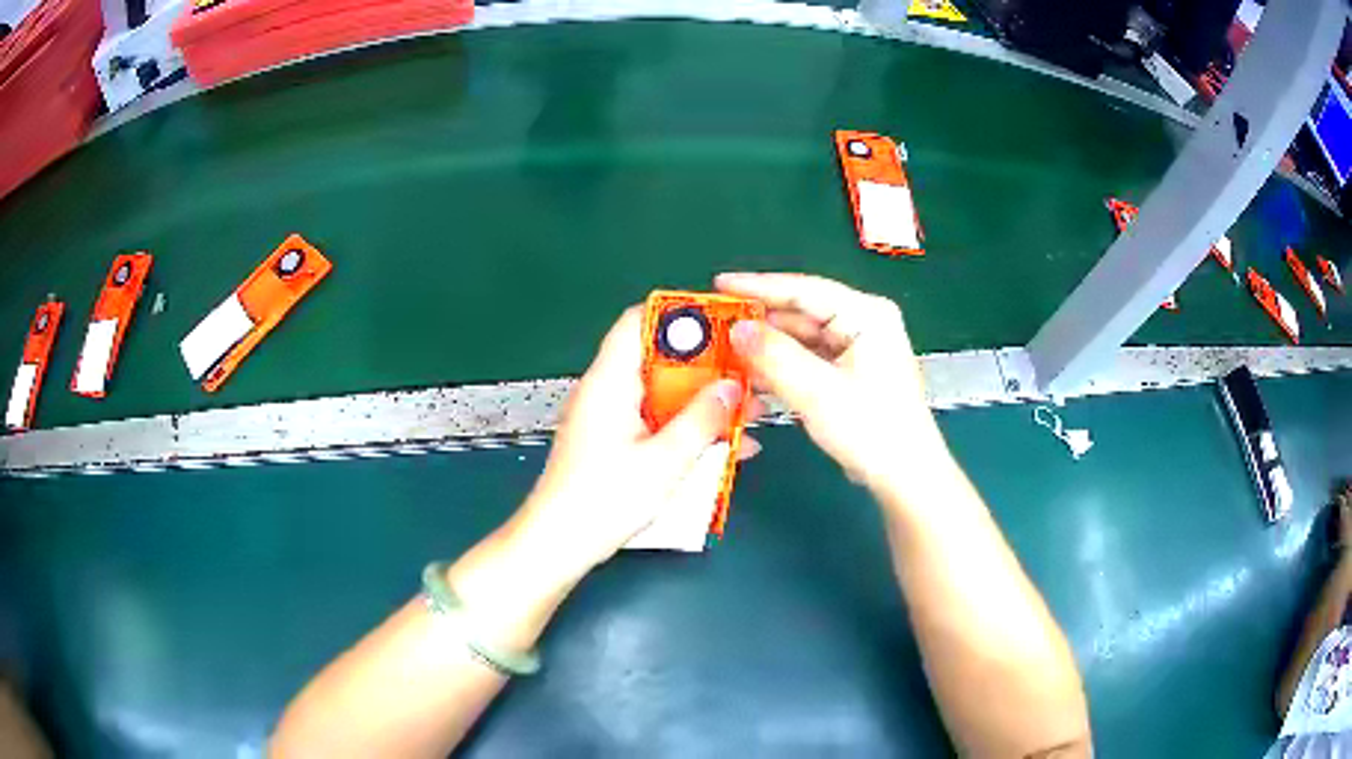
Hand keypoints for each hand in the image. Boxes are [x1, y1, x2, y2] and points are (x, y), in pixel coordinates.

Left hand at [506, 307, 757, 585]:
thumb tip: (733, 386)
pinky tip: (723, 447)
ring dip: (702, 403)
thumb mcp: (664, 460)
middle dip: (706, 367)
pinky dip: (686, 428)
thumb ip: (702, 419)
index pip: (639, 320)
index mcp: (609, 381)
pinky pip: (656, 422)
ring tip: (747, 414)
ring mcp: (609, 419)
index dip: (681, 314)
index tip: (724, 325)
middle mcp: (606, 391)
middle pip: (659, 359)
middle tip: (747, 377)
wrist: (558, 544)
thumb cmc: (603, 499)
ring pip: (663, 394)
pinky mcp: (614, 444)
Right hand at [716, 272, 946, 490]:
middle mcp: (862, 324)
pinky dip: (782, 369)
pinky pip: (807, 361)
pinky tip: (753, 377)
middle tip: (714, 327)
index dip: (758, 286)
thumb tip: (736, 328)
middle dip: (759, 324)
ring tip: (726, 353)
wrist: (904, 478)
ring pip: (800, 340)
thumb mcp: (819, 392)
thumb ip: (775, 356)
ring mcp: (856, 350)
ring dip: (767, 349)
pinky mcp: (849, 374)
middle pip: (800, 314)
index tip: (719, 284)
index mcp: (866, 314)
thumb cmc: (872, 430)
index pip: (804, 289)